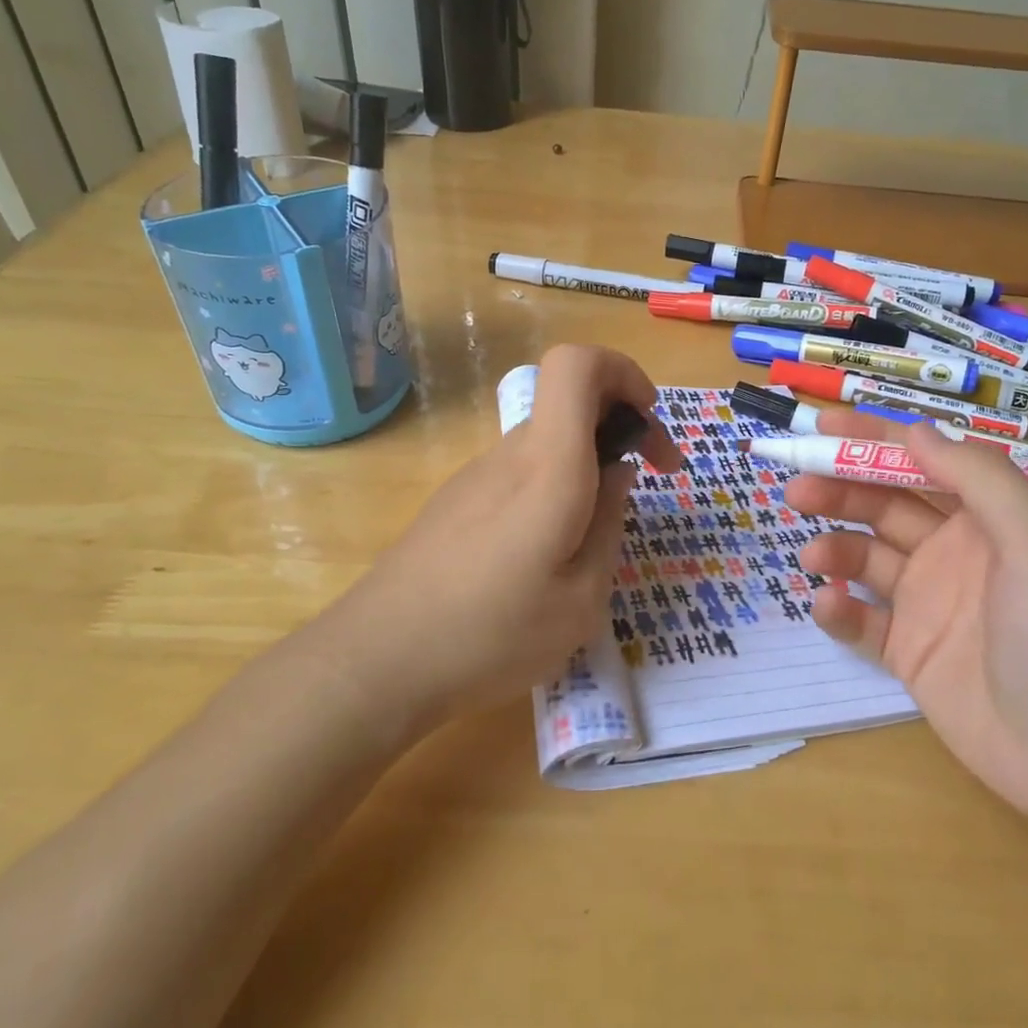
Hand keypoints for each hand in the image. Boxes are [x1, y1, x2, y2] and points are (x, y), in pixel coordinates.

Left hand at [318, 345, 679, 724]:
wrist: (377, 661)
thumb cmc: (490, 635)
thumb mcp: (581, 600)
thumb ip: (609, 525)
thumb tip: (616, 474)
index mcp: (548, 468)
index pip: (577, 365)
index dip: (622, 372)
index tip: (648, 419)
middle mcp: (510, 456)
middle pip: (570, 402)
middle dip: (621, 426)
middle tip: (650, 480)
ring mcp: (476, 477)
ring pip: (548, 442)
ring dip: (588, 465)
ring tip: (597, 537)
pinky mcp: (456, 502)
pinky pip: (520, 474)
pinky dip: (554, 489)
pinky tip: (546, 556)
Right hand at [787, 409, 1027, 839]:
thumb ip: (980, 480)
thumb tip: (914, 432)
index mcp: (986, 521)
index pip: (922, 464)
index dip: (874, 440)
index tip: (822, 427)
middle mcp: (952, 553)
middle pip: (884, 507)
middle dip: (840, 490)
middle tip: (797, 489)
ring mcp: (927, 603)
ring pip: (865, 558)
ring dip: (834, 547)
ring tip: (812, 554)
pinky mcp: (908, 652)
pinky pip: (862, 620)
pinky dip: (839, 608)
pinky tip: (830, 605)